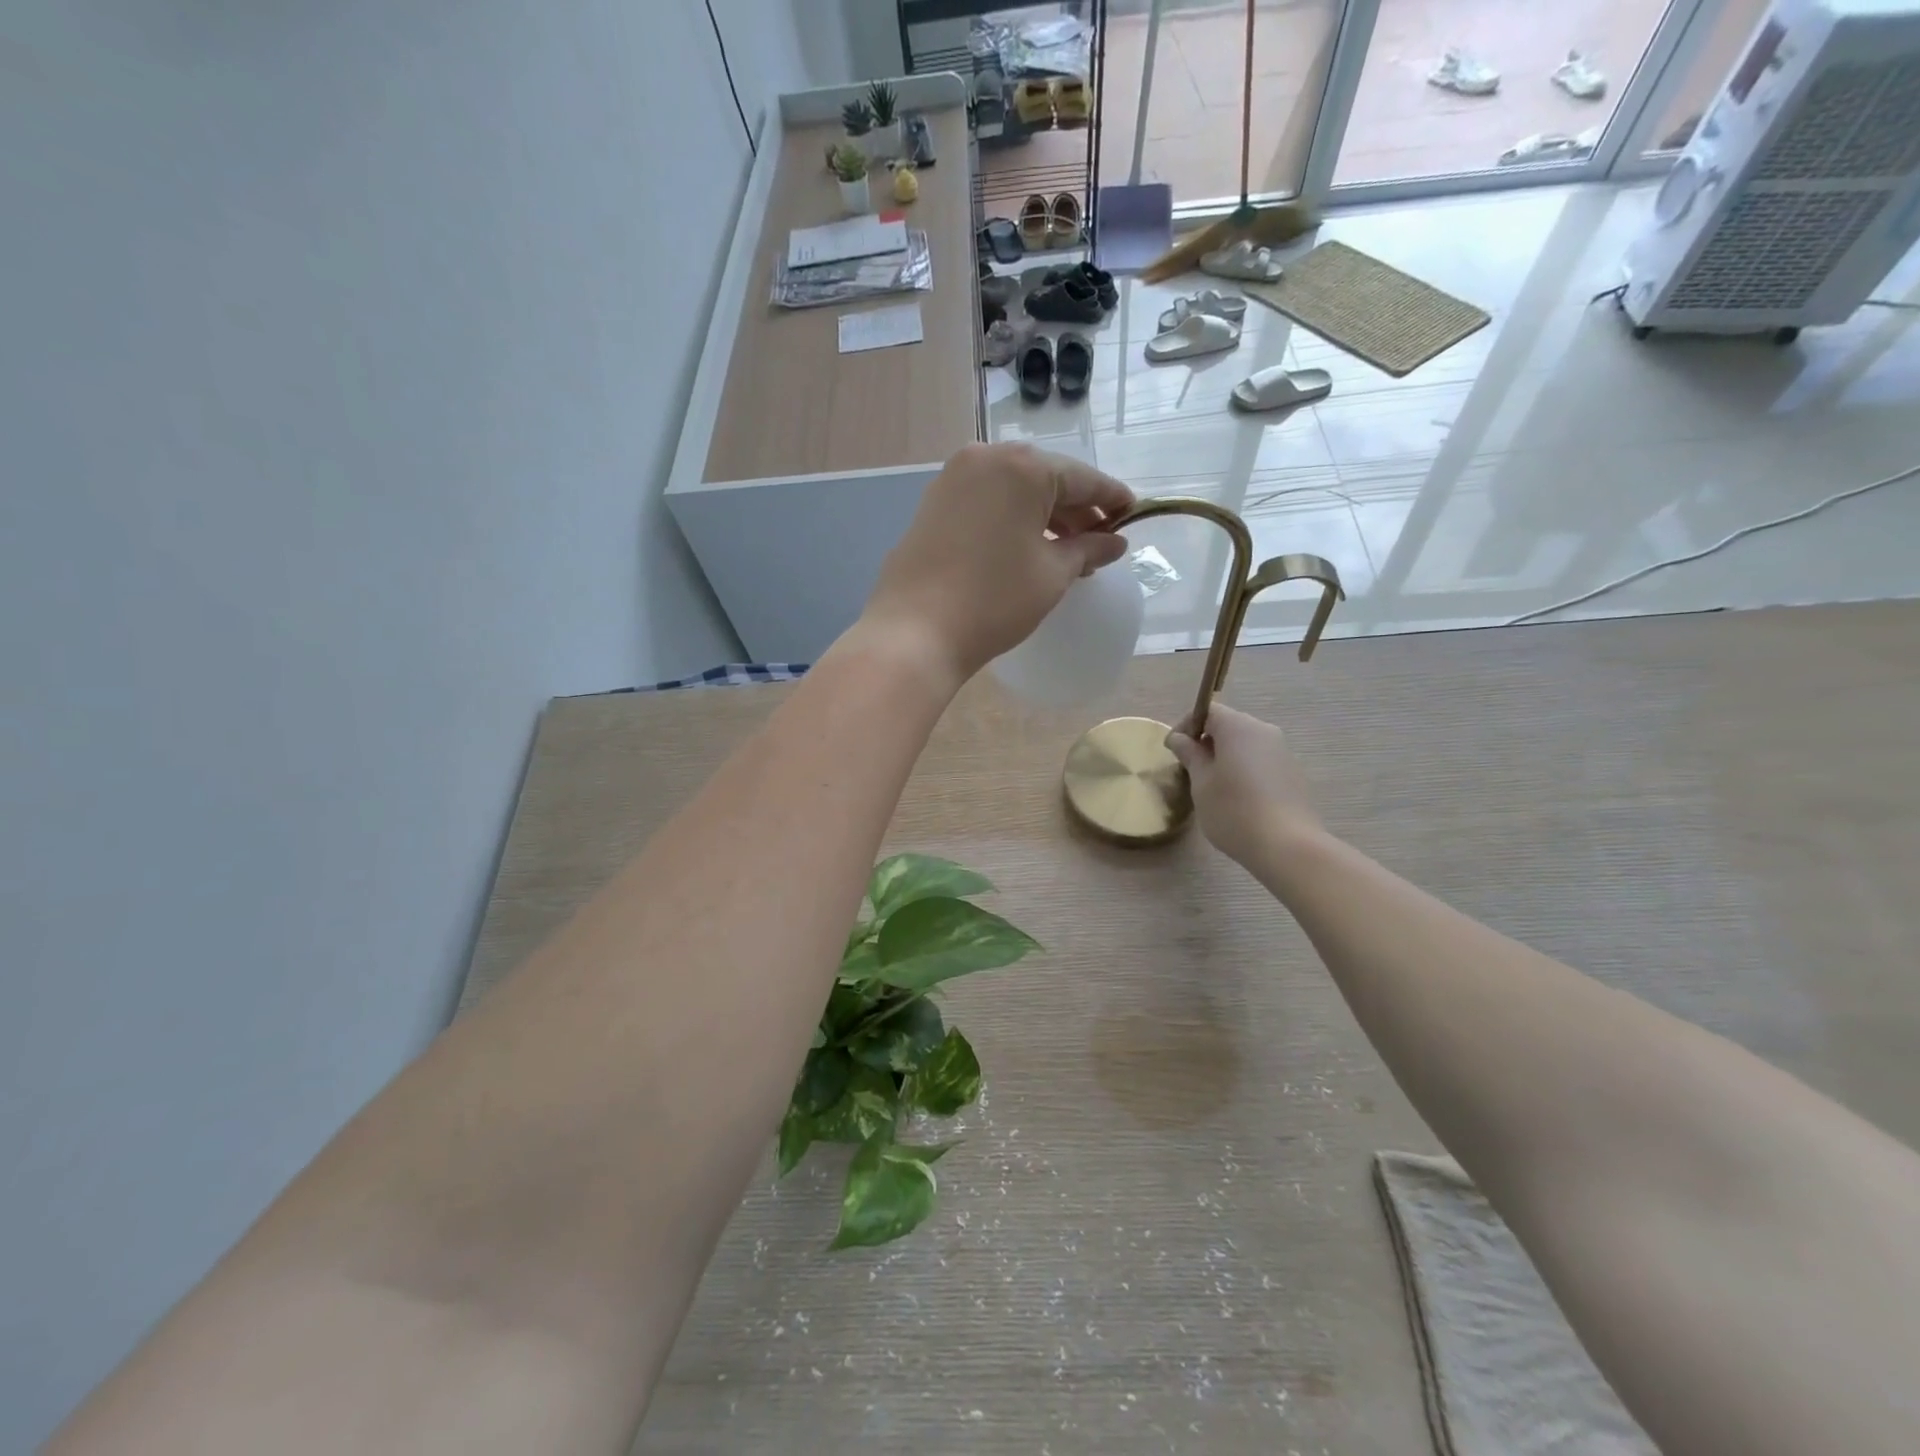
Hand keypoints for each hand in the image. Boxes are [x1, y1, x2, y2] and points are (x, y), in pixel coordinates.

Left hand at [860, 443, 1133, 679]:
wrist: (915, 632)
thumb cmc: (994, 600)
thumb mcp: (1052, 574)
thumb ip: (1088, 549)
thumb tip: (1114, 542)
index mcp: (1022, 467)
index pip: (1082, 478)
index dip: (1111, 499)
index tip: (1133, 515)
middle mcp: (985, 458)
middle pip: (1045, 479)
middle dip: (1076, 509)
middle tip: (1100, 541)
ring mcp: (952, 479)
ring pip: (1013, 490)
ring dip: (1043, 516)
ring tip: (1066, 551)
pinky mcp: (932, 504)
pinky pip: (986, 502)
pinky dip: (1011, 519)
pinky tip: (1025, 548)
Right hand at [1165, 704, 1321, 865]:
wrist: (1288, 846)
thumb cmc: (1234, 810)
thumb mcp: (1201, 783)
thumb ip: (1190, 755)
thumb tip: (1179, 738)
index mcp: (1239, 727)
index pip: (1208, 711)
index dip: (1186, 726)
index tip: (1173, 750)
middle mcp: (1264, 731)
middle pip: (1229, 726)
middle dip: (1206, 742)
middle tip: (1189, 769)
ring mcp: (1283, 752)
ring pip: (1246, 745)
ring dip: (1225, 757)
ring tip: (1211, 786)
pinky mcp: (1293, 773)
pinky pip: (1260, 761)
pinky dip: (1244, 769)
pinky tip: (1237, 798)